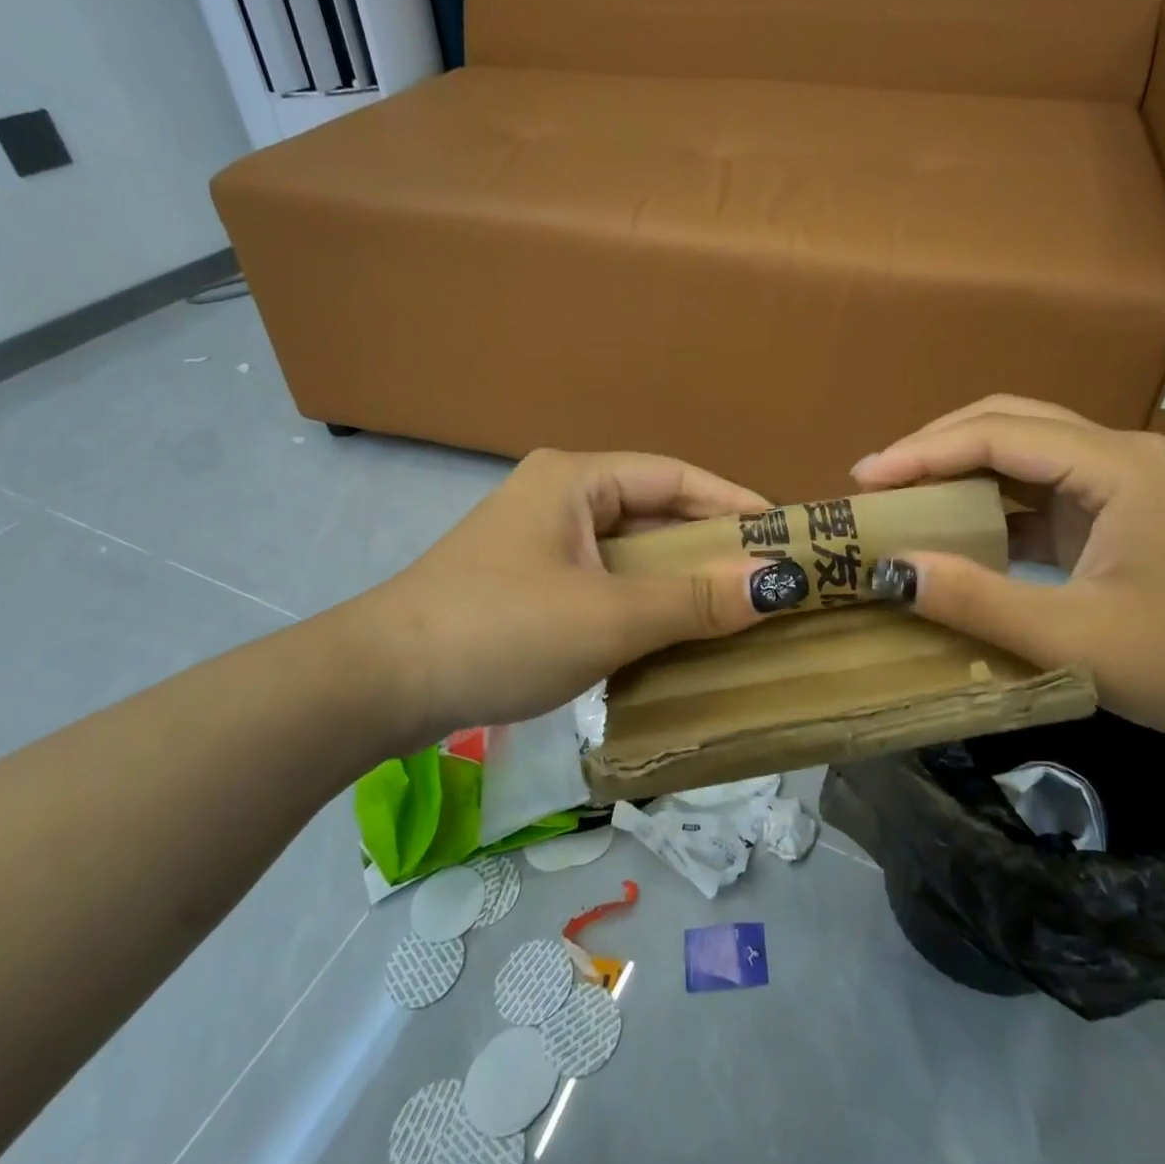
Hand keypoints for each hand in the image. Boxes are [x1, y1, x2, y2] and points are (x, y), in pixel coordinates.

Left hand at [337, 449, 781, 749]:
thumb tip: (780, 582)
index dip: (735, 503)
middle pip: (655, 512)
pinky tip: (673, 634)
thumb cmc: (501, 631)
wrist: (378, 686)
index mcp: (577, 479)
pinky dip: (643, 602)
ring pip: (630, 552)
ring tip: (734, 609)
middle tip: (768, 579)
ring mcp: (541, 542)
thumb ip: (696, 599)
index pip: (677, 477)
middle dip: (711, 546)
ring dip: (679, 579)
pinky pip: (605, 581)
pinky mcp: (528, 584)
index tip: (787, 534)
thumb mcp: (609, 617)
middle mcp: (560, 497)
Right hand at [852, 396, 1164, 757]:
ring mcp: (1123, 482)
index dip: (922, 453)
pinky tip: (960, 530)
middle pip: (1009, 422)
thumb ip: (979, 602)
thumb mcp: (1079, 640)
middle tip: (877, 481)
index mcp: (1114, 467)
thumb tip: (892, 571)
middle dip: (936, 446)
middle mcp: (1117, 455)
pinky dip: (994, 502)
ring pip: (1025, 450)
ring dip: (963, 468)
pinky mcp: (1122, 513)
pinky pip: (1043, 490)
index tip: (863, 480)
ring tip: (905, 497)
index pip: (996, 435)